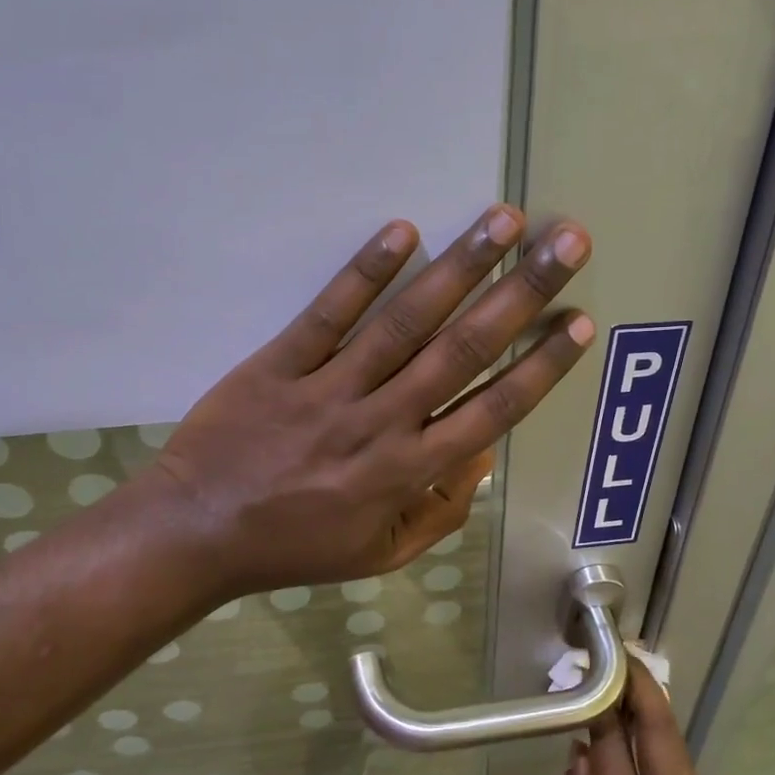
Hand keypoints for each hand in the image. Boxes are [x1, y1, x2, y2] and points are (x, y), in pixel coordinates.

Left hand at [147, 206, 593, 599]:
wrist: (196, 533)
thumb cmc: (294, 546)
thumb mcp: (381, 553)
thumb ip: (440, 511)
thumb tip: (482, 458)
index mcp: (408, 471)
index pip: (492, 410)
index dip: (541, 366)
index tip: (578, 322)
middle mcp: (381, 422)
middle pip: (463, 350)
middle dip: (522, 295)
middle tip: (567, 244)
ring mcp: (329, 389)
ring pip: (406, 323)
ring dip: (460, 268)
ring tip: (504, 221)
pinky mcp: (279, 364)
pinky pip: (327, 315)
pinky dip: (364, 273)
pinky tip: (403, 231)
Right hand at [550, 658, 726, 774]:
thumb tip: (581, 752)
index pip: (612, 739)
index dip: (601, 700)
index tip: (589, 669)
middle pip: (658, 729)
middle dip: (640, 686)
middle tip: (621, 655)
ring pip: (675, 744)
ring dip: (654, 709)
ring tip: (631, 683)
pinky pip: (680, 767)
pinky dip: (661, 739)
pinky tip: (643, 736)